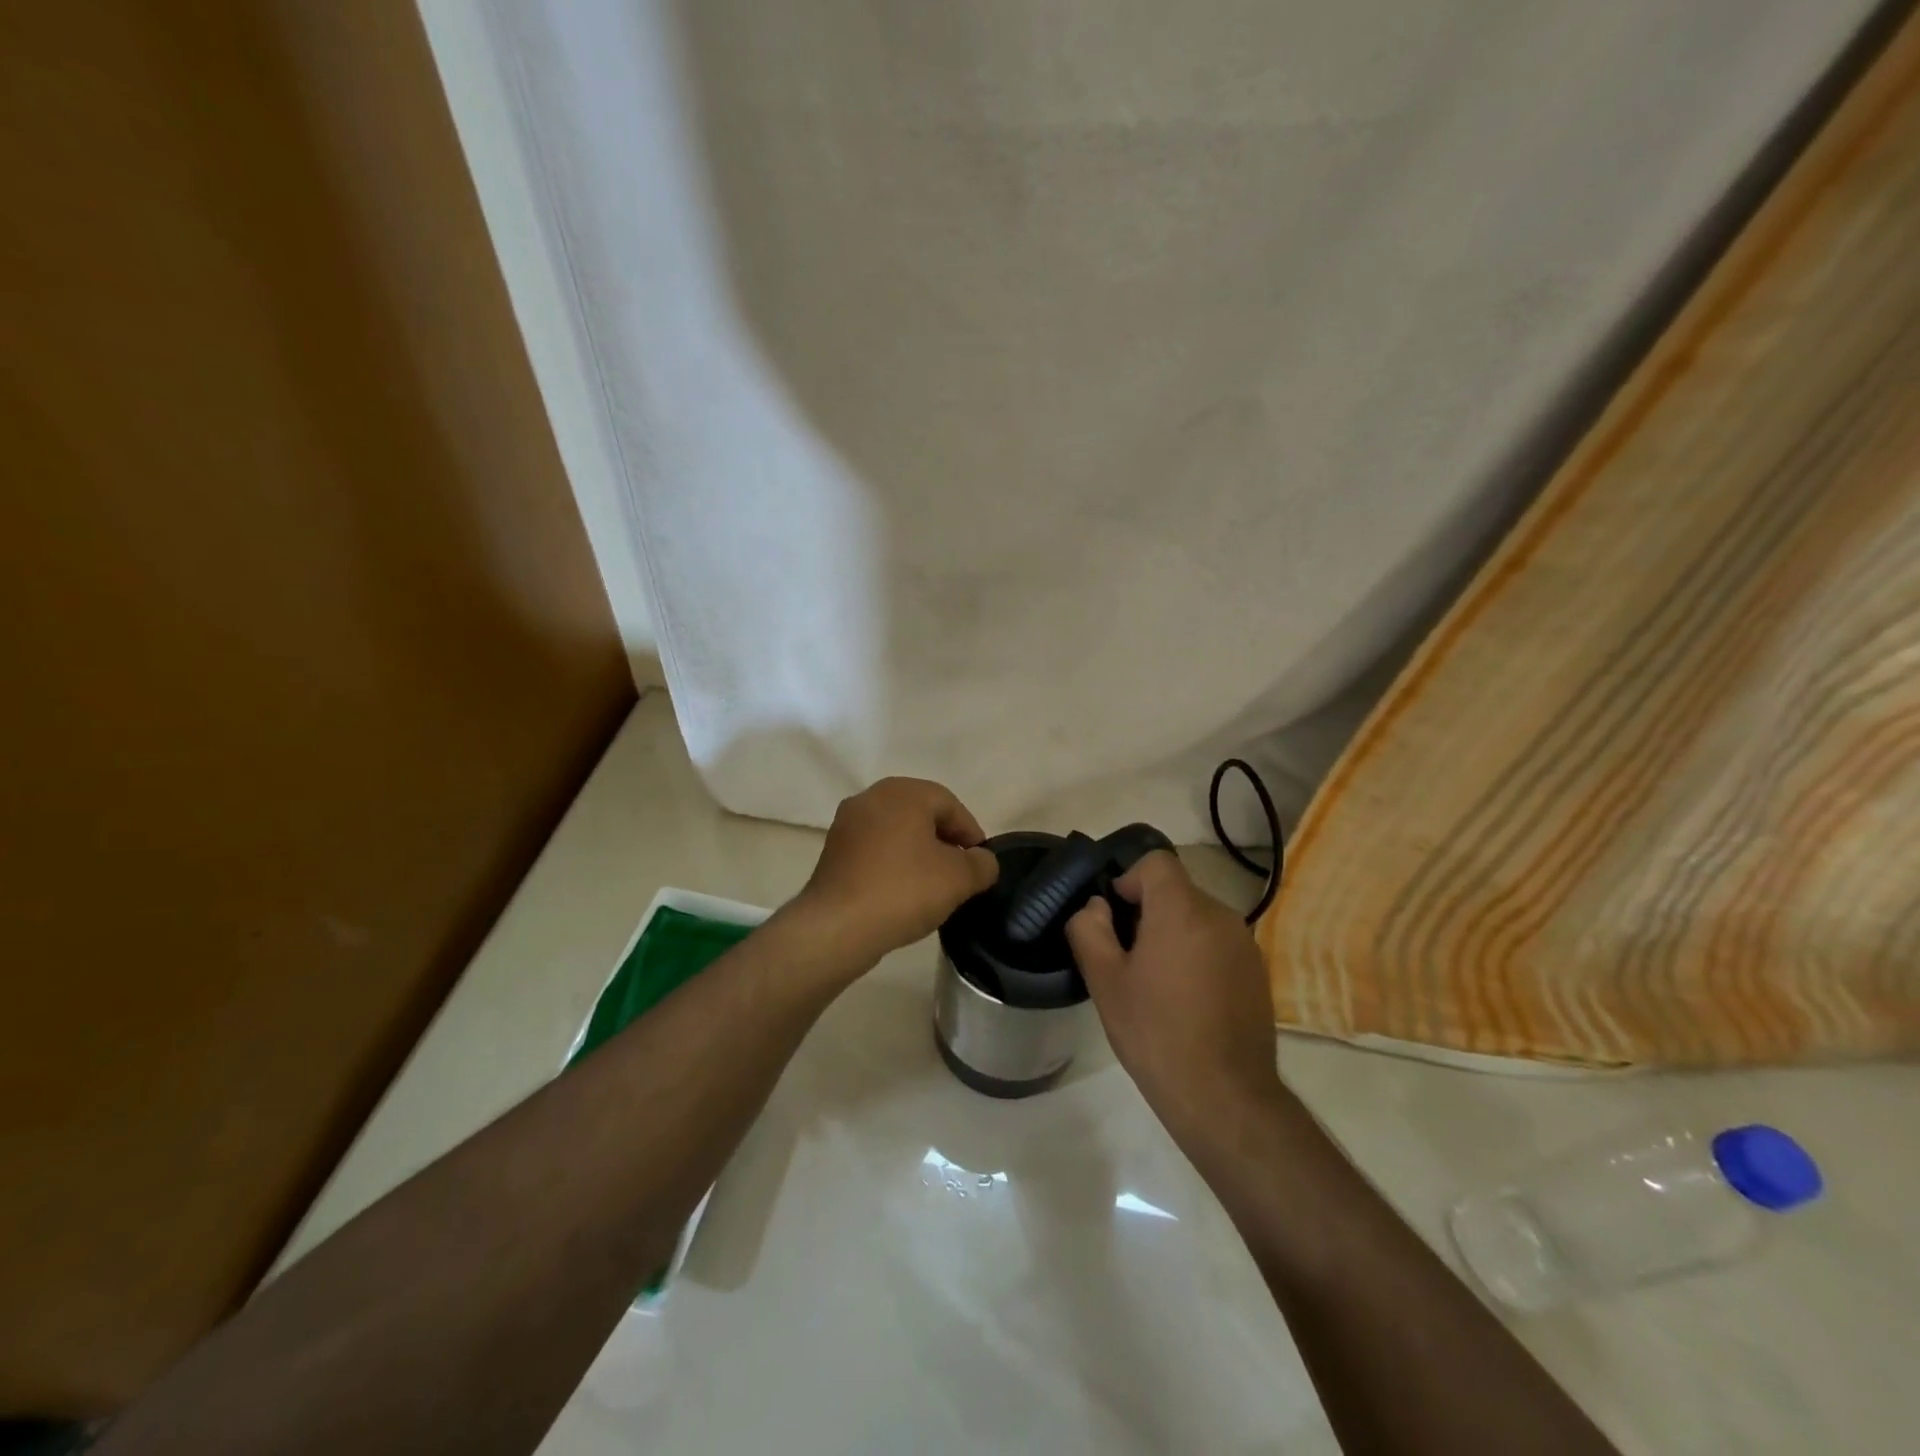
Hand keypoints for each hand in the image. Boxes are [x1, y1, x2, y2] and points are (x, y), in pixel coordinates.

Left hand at [790, 777, 999, 971]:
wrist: (838, 926)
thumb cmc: (904, 890)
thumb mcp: (959, 879)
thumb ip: (982, 864)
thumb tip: (982, 861)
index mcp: (903, 792)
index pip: (949, 804)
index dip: (971, 833)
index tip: (981, 863)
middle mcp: (871, 797)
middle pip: (921, 814)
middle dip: (944, 841)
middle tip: (961, 872)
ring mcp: (847, 823)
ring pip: (896, 831)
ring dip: (918, 853)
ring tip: (933, 885)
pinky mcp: (833, 850)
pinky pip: (875, 849)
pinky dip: (893, 863)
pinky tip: (903, 892)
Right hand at [1065, 851, 1282, 1136]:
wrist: (1224, 1097)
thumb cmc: (1156, 1033)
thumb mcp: (1105, 981)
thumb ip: (1089, 929)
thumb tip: (1096, 906)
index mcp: (1183, 910)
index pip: (1156, 862)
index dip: (1128, 880)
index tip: (1114, 919)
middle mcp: (1221, 916)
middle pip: (1176, 891)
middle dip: (1147, 912)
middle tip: (1127, 958)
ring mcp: (1245, 944)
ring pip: (1197, 918)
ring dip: (1173, 935)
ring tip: (1156, 983)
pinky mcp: (1258, 972)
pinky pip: (1218, 944)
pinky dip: (1198, 955)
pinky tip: (1187, 1001)